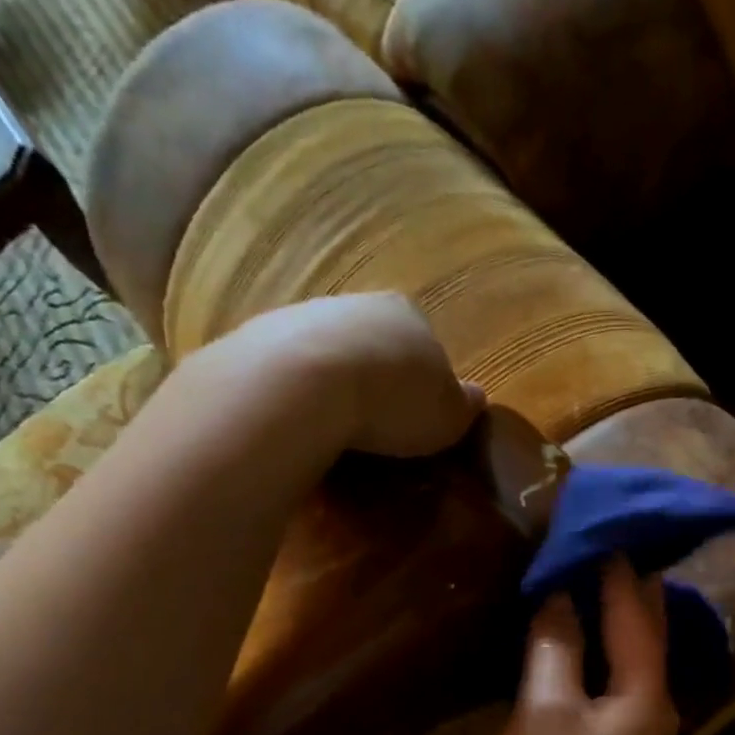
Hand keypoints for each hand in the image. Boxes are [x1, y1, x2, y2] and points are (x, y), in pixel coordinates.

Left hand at [202, 292, 484, 458]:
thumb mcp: (448, 416)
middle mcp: (357, 304)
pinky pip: (292, 371)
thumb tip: (476, 397)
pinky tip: (303, 423)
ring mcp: (303, 315)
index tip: (420, 418)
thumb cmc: (393, 401)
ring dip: (336, 385)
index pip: (427, 346)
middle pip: (375, 344)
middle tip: (379, 426)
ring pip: (330, 354)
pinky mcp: (259, 338)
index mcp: (408, 314)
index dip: (426, 383)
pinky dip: (300, 393)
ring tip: (337, 430)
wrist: (301, 386)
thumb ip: (464, 405)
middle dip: (378, 379)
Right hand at [474, 557, 679, 734]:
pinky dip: (589, 654)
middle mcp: (650, 709)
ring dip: (607, 619)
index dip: (619, 569)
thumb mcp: (545, 711)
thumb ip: (556, 646)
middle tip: (603, 541)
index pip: (637, 612)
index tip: (602, 525)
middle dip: (626, 588)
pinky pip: (603, 685)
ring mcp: (627, 734)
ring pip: (624, 659)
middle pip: (642, 633)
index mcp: (646, 695)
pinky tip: (568, 639)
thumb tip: (559, 594)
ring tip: (584, 577)